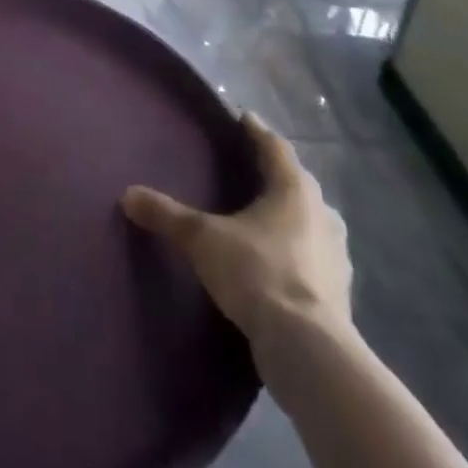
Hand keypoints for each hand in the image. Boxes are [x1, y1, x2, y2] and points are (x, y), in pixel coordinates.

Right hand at [122, 111, 352, 352]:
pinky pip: (315, 257)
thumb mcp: (202, 239)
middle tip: (250, 168)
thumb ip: (167, 215)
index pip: (275, 148)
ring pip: (310, 221)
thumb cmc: (257, 273)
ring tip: (264, 216)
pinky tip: (280, 262)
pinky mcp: (340, 292)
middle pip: (297, 183)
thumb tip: (127, 195)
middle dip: (275, 174)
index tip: (243, 118)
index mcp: (294, 189)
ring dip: (291, 215)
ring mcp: (336, 255)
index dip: (256, 131)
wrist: (307, 349)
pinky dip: (298, 252)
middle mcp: (322, 214)